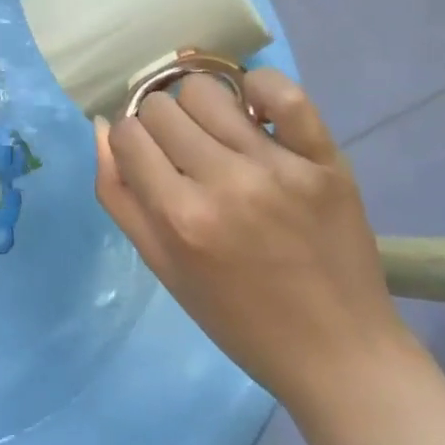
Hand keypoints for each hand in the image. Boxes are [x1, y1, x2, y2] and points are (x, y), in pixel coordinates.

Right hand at [94, 68, 413, 410]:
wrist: (341, 357)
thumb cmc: (239, 318)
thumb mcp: (162, 266)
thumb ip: (118, 194)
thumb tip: (103, 125)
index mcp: (180, 218)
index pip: (127, 132)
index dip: (131, 143)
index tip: (149, 160)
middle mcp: (224, 184)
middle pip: (160, 106)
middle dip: (160, 126)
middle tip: (184, 154)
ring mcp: (277, 168)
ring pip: (206, 90)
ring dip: (200, 108)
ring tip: (218, 136)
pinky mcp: (324, 161)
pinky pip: (283, 91)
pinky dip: (260, 88)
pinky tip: (255, 111)